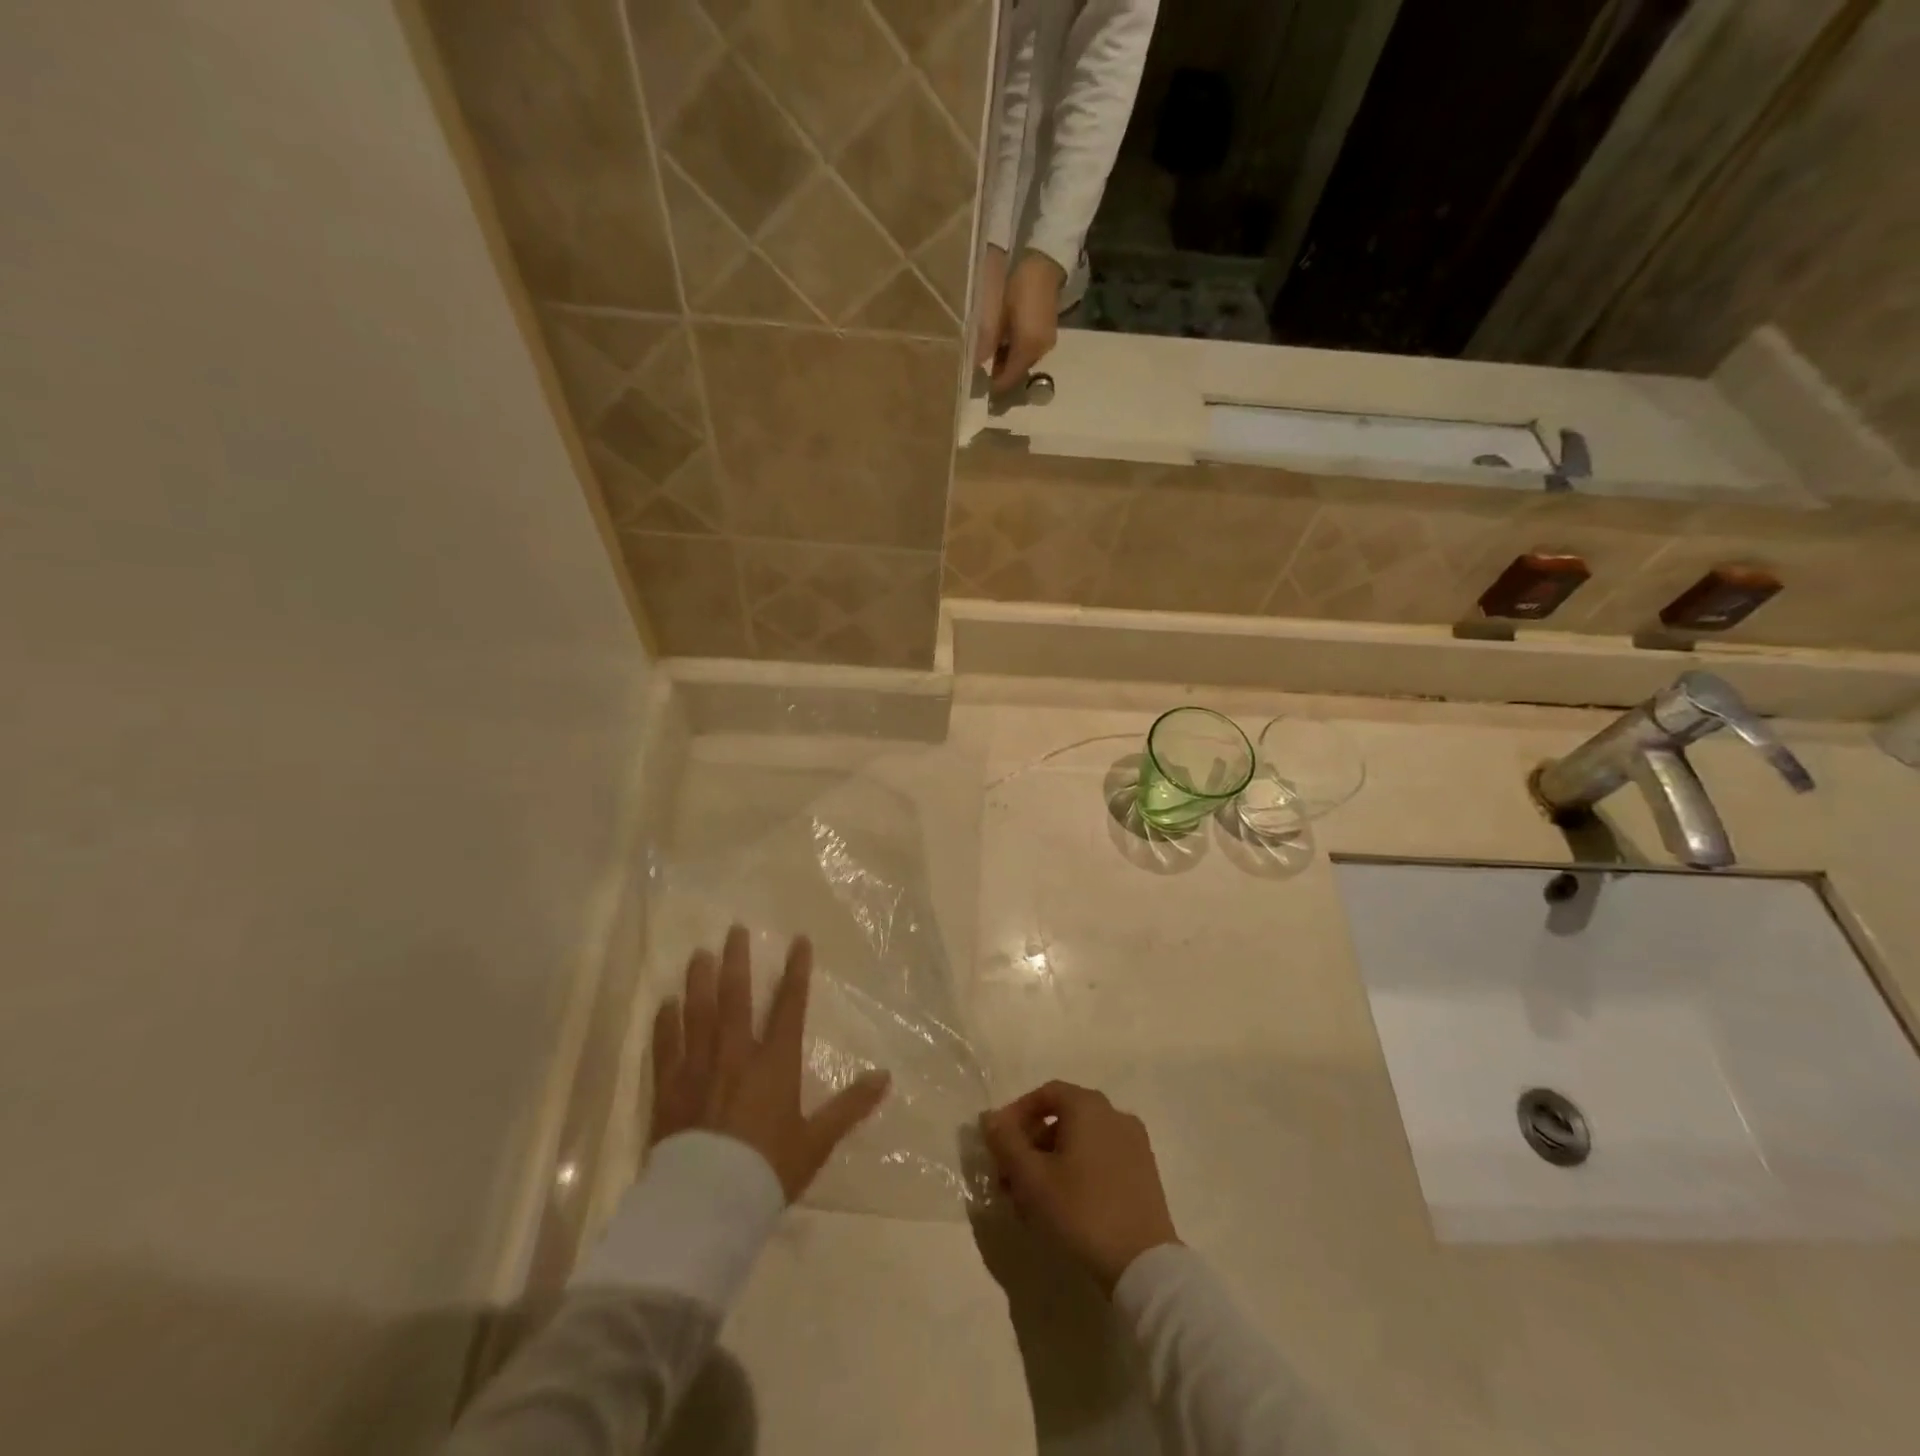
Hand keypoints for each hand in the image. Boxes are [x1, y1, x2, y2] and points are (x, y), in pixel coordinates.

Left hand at [650, 926, 891, 1202]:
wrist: (706, 1207)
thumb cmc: (767, 1171)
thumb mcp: (816, 1141)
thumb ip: (850, 1106)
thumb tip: (886, 1077)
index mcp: (774, 1063)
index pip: (789, 1006)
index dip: (796, 971)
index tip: (799, 940)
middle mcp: (735, 1054)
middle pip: (736, 997)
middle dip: (737, 960)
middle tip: (734, 929)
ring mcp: (698, 1068)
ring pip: (698, 1013)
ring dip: (700, 980)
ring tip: (700, 954)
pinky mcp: (669, 1088)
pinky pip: (666, 1047)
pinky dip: (665, 1023)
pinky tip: (665, 1003)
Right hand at [980, 1081, 1180, 1292]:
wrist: (1143, 1265)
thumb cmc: (1081, 1210)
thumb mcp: (1031, 1178)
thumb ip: (1006, 1142)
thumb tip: (990, 1117)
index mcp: (1089, 1106)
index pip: (1045, 1094)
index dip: (1016, 1114)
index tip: (998, 1143)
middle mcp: (1114, 1114)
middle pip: (1063, 1118)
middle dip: (1031, 1144)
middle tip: (1009, 1177)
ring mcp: (1134, 1144)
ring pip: (1081, 1142)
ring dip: (1051, 1161)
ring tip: (1031, 1199)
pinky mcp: (1144, 1173)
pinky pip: (1101, 1159)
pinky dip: (1077, 1171)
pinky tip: (1062, 1206)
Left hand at [981, 249, 1066, 394]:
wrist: (1045, 264)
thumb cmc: (1018, 286)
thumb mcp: (998, 312)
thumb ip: (988, 341)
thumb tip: (977, 364)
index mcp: (1027, 348)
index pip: (1010, 378)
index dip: (995, 385)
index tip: (981, 386)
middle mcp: (1040, 351)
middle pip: (1018, 372)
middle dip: (1001, 374)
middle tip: (983, 369)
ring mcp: (1046, 344)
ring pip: (1024, 363)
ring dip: (1009, 363)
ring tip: (992, 354)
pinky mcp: (1048, 336)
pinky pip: (1030, 352)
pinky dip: (1017, 353)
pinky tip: (1006, 343)